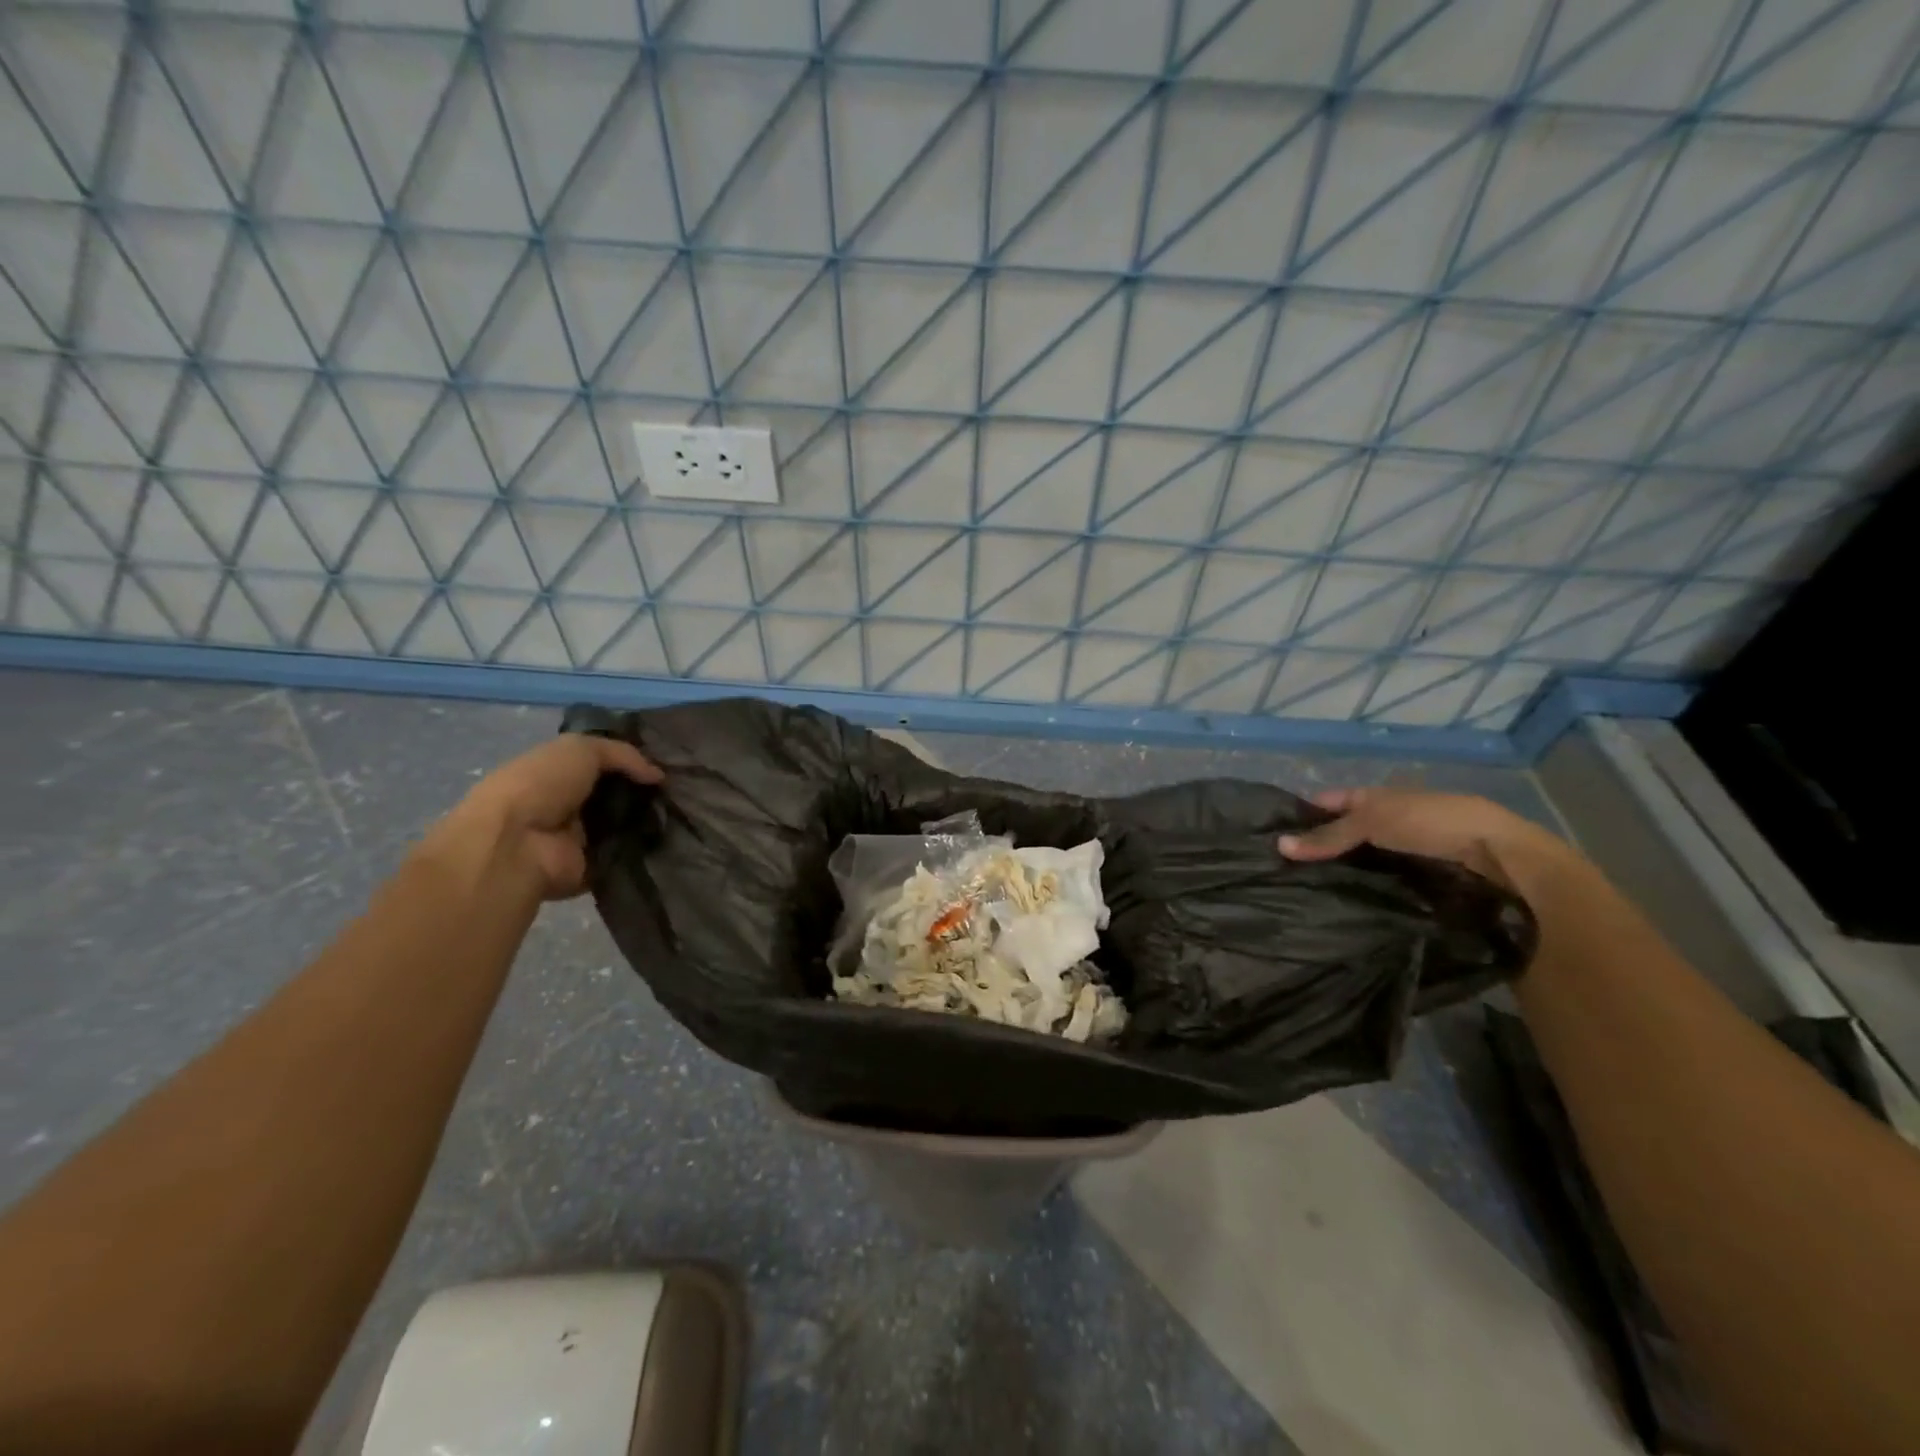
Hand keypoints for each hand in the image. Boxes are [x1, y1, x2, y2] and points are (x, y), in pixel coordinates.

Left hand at [433, 734, 661, 900]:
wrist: (516, 843)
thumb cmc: (540, 785)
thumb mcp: (581, 749)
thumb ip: (623, 754)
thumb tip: (658, 775)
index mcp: (559, 774)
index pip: (604, 765)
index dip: (635, 763)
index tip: (668, 766)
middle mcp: (570, 806)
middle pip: (619, 796)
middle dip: (648, 794)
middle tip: (681, 791)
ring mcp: (581, 840)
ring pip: (628, 826)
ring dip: (651, 821)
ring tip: (682, 814)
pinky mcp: (593, 869)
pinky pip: (628, 856)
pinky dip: (647, 850)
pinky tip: (671, 840)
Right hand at [1277, 787, 1567, 890]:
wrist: (1500, 855)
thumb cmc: (1431, 823)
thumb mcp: (1372, 821)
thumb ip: (1329, 835)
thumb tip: (1279, 845)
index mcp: (1377, 797)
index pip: (1329, 802)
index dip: (1304, 813)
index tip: (1273, 835)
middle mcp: (1389, 819)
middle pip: (1344, 832)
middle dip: (1319, 846)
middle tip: (1282, 869)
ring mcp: (1406, 849)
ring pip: (1362, 858)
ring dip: (1341, 871)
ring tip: (1304, 891)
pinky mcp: (1421, 876)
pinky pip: (1381, 879)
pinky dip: (1363, 887)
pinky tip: (1343, 901)